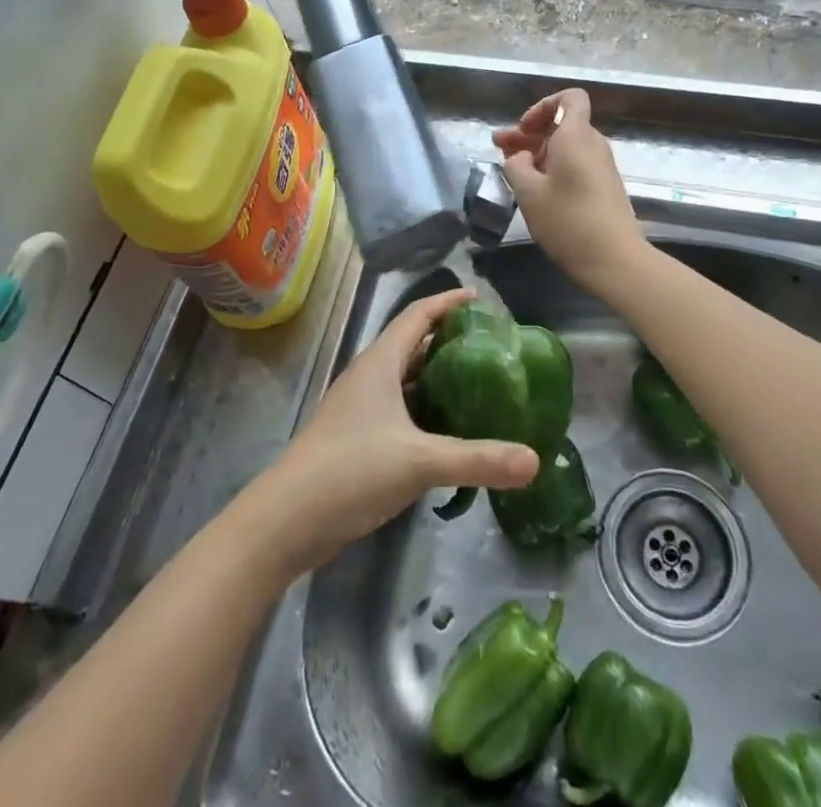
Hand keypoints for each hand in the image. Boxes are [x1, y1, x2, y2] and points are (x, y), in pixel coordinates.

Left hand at [260, 289, 539, 571]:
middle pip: (413, 344)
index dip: (448, 303)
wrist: (286, 521)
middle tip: (491, 346)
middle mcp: (370, 377)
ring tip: (479, 383)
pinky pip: (399, 409)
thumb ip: (477, 459)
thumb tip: (534, 461)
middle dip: (449, 340)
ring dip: (437, 377)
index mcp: (380, 363)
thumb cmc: (351, 470)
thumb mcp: (419, 462)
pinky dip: (426, 410)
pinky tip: (449, 430)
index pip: (418, 315)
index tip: (481, 300)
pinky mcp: (358, 438)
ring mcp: (361, 409)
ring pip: (405, 379)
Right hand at [493, 89, 643, 288]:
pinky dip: (552, 166)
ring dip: (537, 151)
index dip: (543, 105)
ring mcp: (601, 165)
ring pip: (566, 145)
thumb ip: (515, 165)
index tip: (524, 128)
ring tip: (510, 167)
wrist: (614, 260)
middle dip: (529, 132)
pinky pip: (575, 163)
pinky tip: (533, 185)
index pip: (570, 97)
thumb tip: (520, 156)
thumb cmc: (568, 221)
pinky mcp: (603, 186)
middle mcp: (592, 144)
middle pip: (562, 123)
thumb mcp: (528, 192)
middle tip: (499, 147)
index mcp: (576, 136)